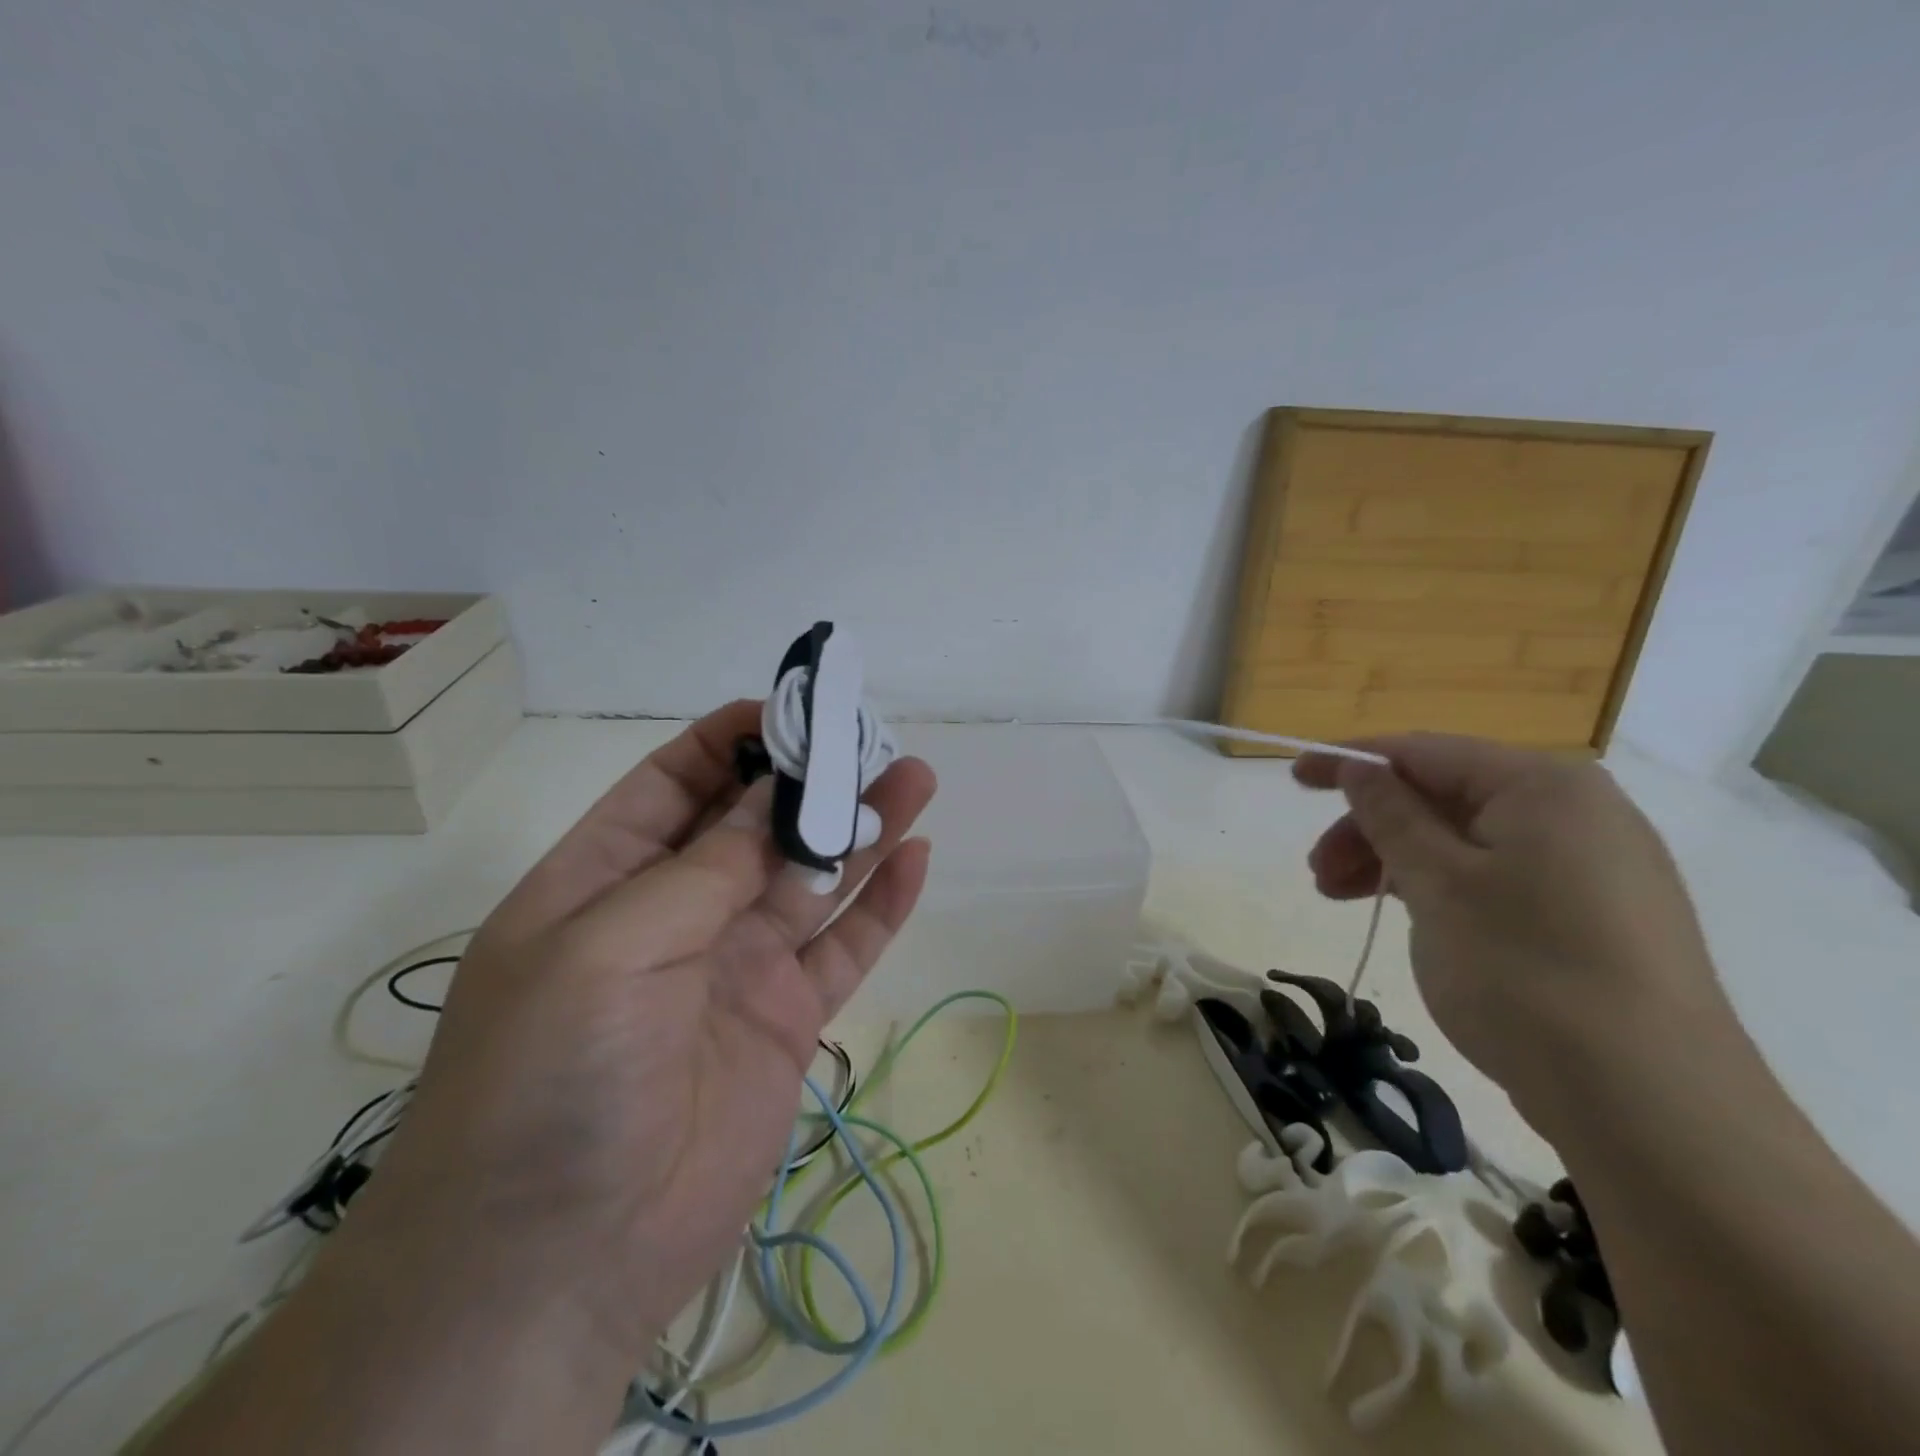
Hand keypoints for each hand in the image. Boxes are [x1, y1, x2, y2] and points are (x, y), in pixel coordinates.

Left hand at [348, 699, 936, 1381]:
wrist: (558, 1265)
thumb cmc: (549, 1081)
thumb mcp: (608, 950)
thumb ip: (704, 869)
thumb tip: (777, 795)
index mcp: (608, 879)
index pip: (676, 783)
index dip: (732, 738)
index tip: (795, 709)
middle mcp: (678, 912)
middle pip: (757, 824)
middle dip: (810, 779)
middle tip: (874, 740)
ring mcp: (737, 966)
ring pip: (812, 878)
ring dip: (861, 828)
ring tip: (915, 779)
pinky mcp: (787, 1019)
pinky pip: (843, 948)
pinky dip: (880, 906)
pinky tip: (915, 860)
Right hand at [1292, 734, 1723, 1125]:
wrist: (1653, 1106)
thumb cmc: (1525, 971)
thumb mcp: (1437, 883)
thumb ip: (1390, 814)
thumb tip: (1360, 768)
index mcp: (1543, 787)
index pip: (1425, 751)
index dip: (1351, 761)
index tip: (1294, 779)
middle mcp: (1577, 812)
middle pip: (1444, 797)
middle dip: (1371, 828)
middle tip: (1319, 874)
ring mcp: (1594, 868)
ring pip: (1466, 841)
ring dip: (1396, 862)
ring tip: (1344, 901)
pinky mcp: (1596, 918)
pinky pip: (1497, 878)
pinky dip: (1441, 888)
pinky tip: (1412, 920)